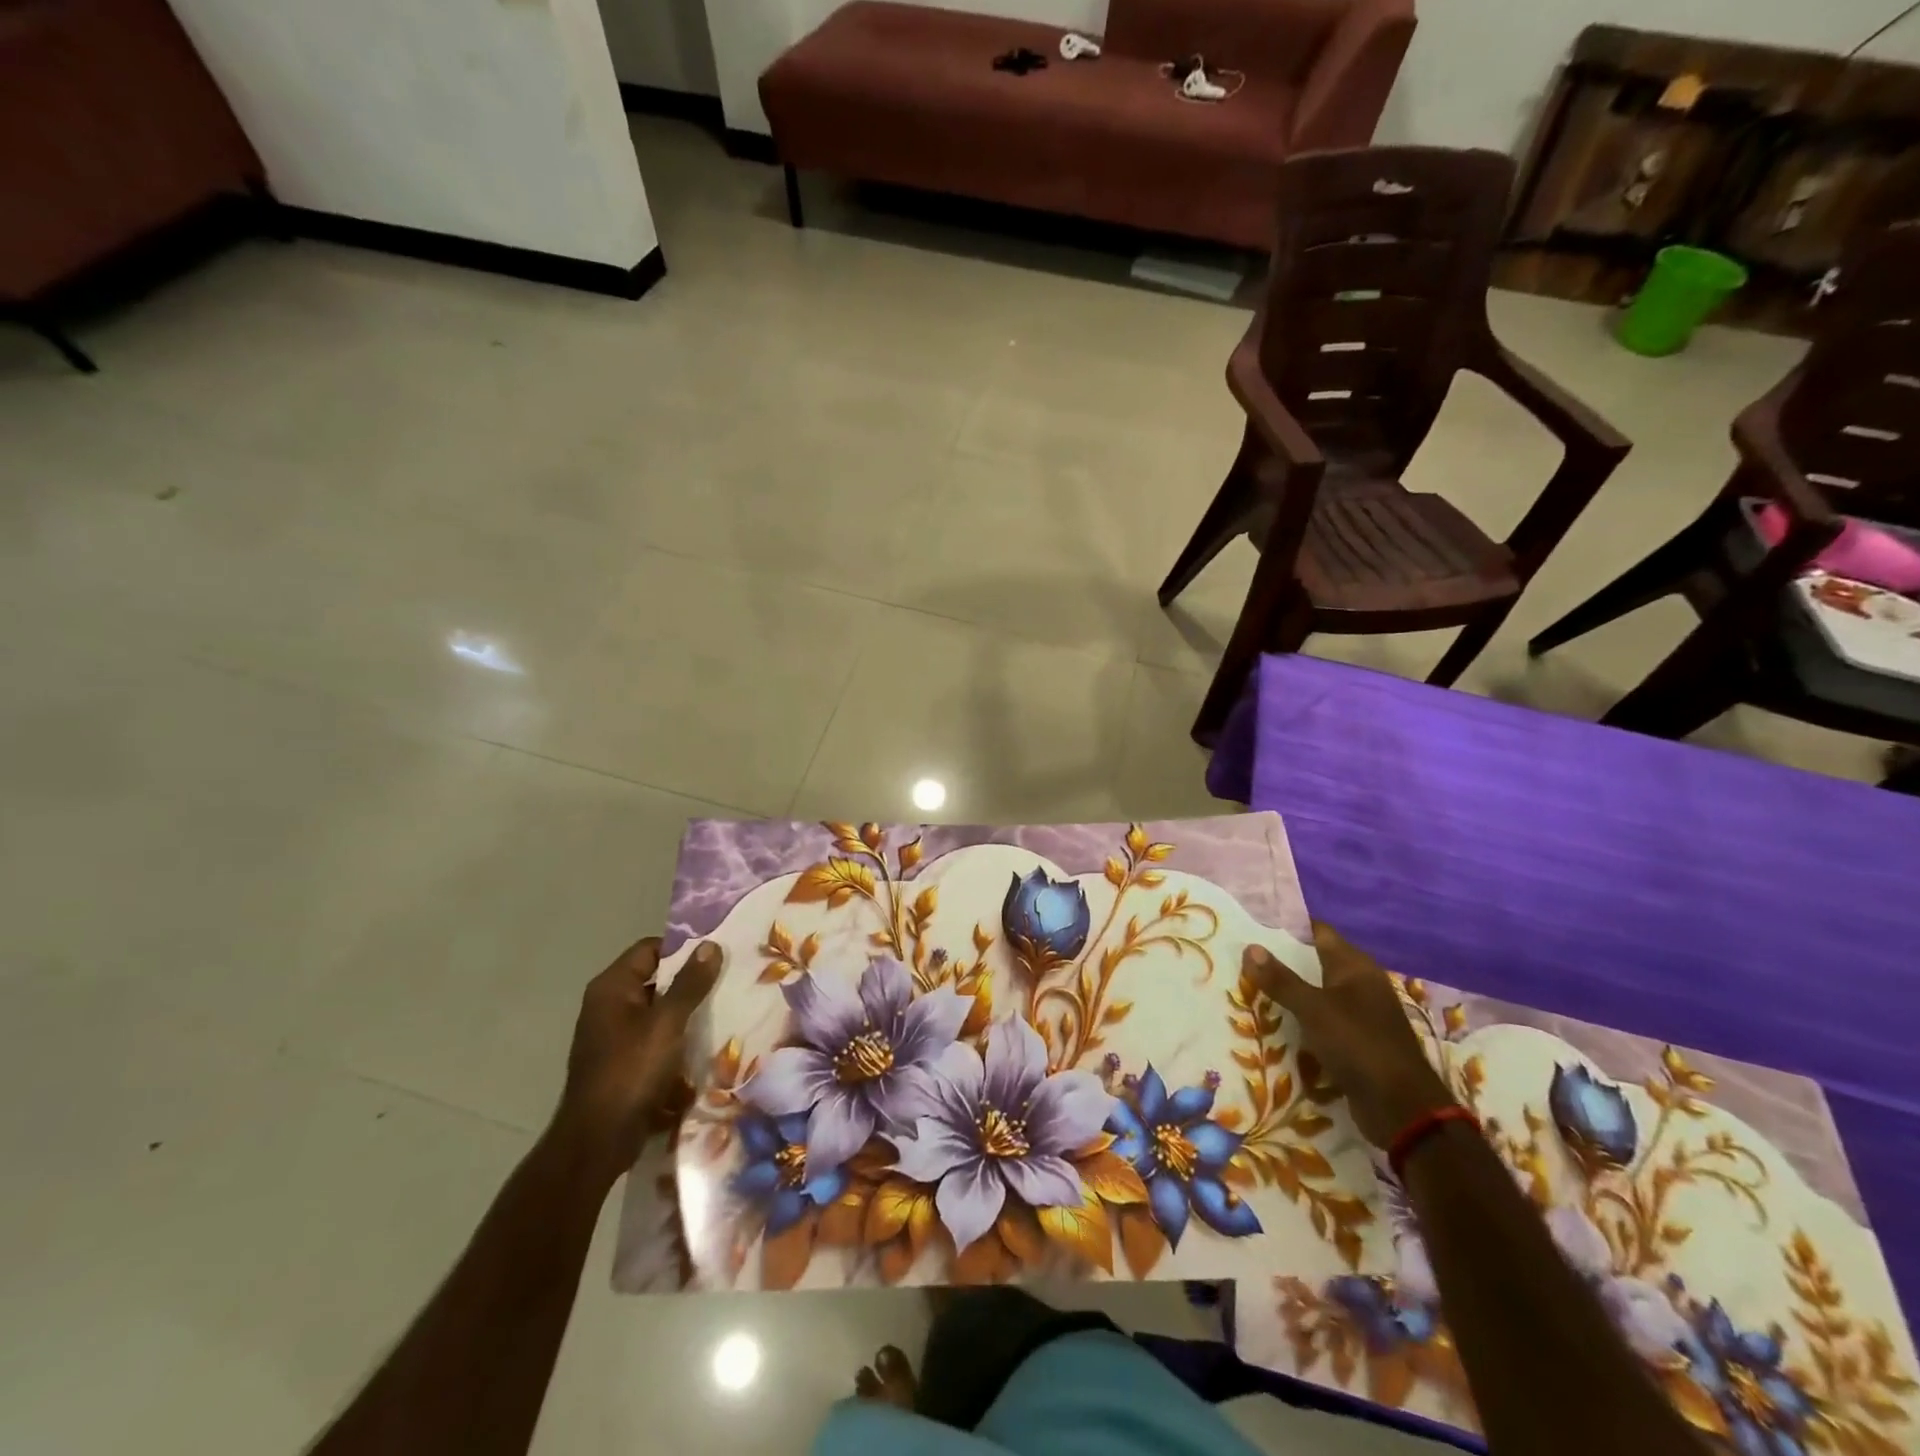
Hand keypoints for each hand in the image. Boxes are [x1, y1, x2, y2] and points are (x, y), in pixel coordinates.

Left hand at [553, 937, 722, 1182]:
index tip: (717, 953)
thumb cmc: (631, 1071)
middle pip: (655, 978)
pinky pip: (656, 1036)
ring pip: (658, 1009)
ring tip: (726, 1007)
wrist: (598, 1141)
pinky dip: (678, 1036)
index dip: (682, 948)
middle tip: (729, 978)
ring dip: (687, 1010)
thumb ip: (690, 983)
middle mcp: (608, 1005)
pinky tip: (707, 1041)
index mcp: (612, 987)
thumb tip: (710, 945)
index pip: (650, 948)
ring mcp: (614, 1035)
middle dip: (690, 980)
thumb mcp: (667, 1023)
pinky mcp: (623, 1061)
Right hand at [1242, 921, 1451, 1147]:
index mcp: (1355, 966)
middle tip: (1244, 955)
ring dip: (1291, 990)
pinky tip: (1276, 1021)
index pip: (1319, 932)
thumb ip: (1281, 980)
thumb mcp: (1313, 1009)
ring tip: (1251, 985)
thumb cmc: (1358, 1044)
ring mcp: (1361, 1013)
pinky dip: (1302, 1017)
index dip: (1289, 925)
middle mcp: (1361, 983)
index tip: (1255, 923)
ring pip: (1318, 991)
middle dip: (1284, 959)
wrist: (1400, 1107)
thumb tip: (1250, 947)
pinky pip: (1323, 1019)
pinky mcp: (1358, 1040)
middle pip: (1317, 961)